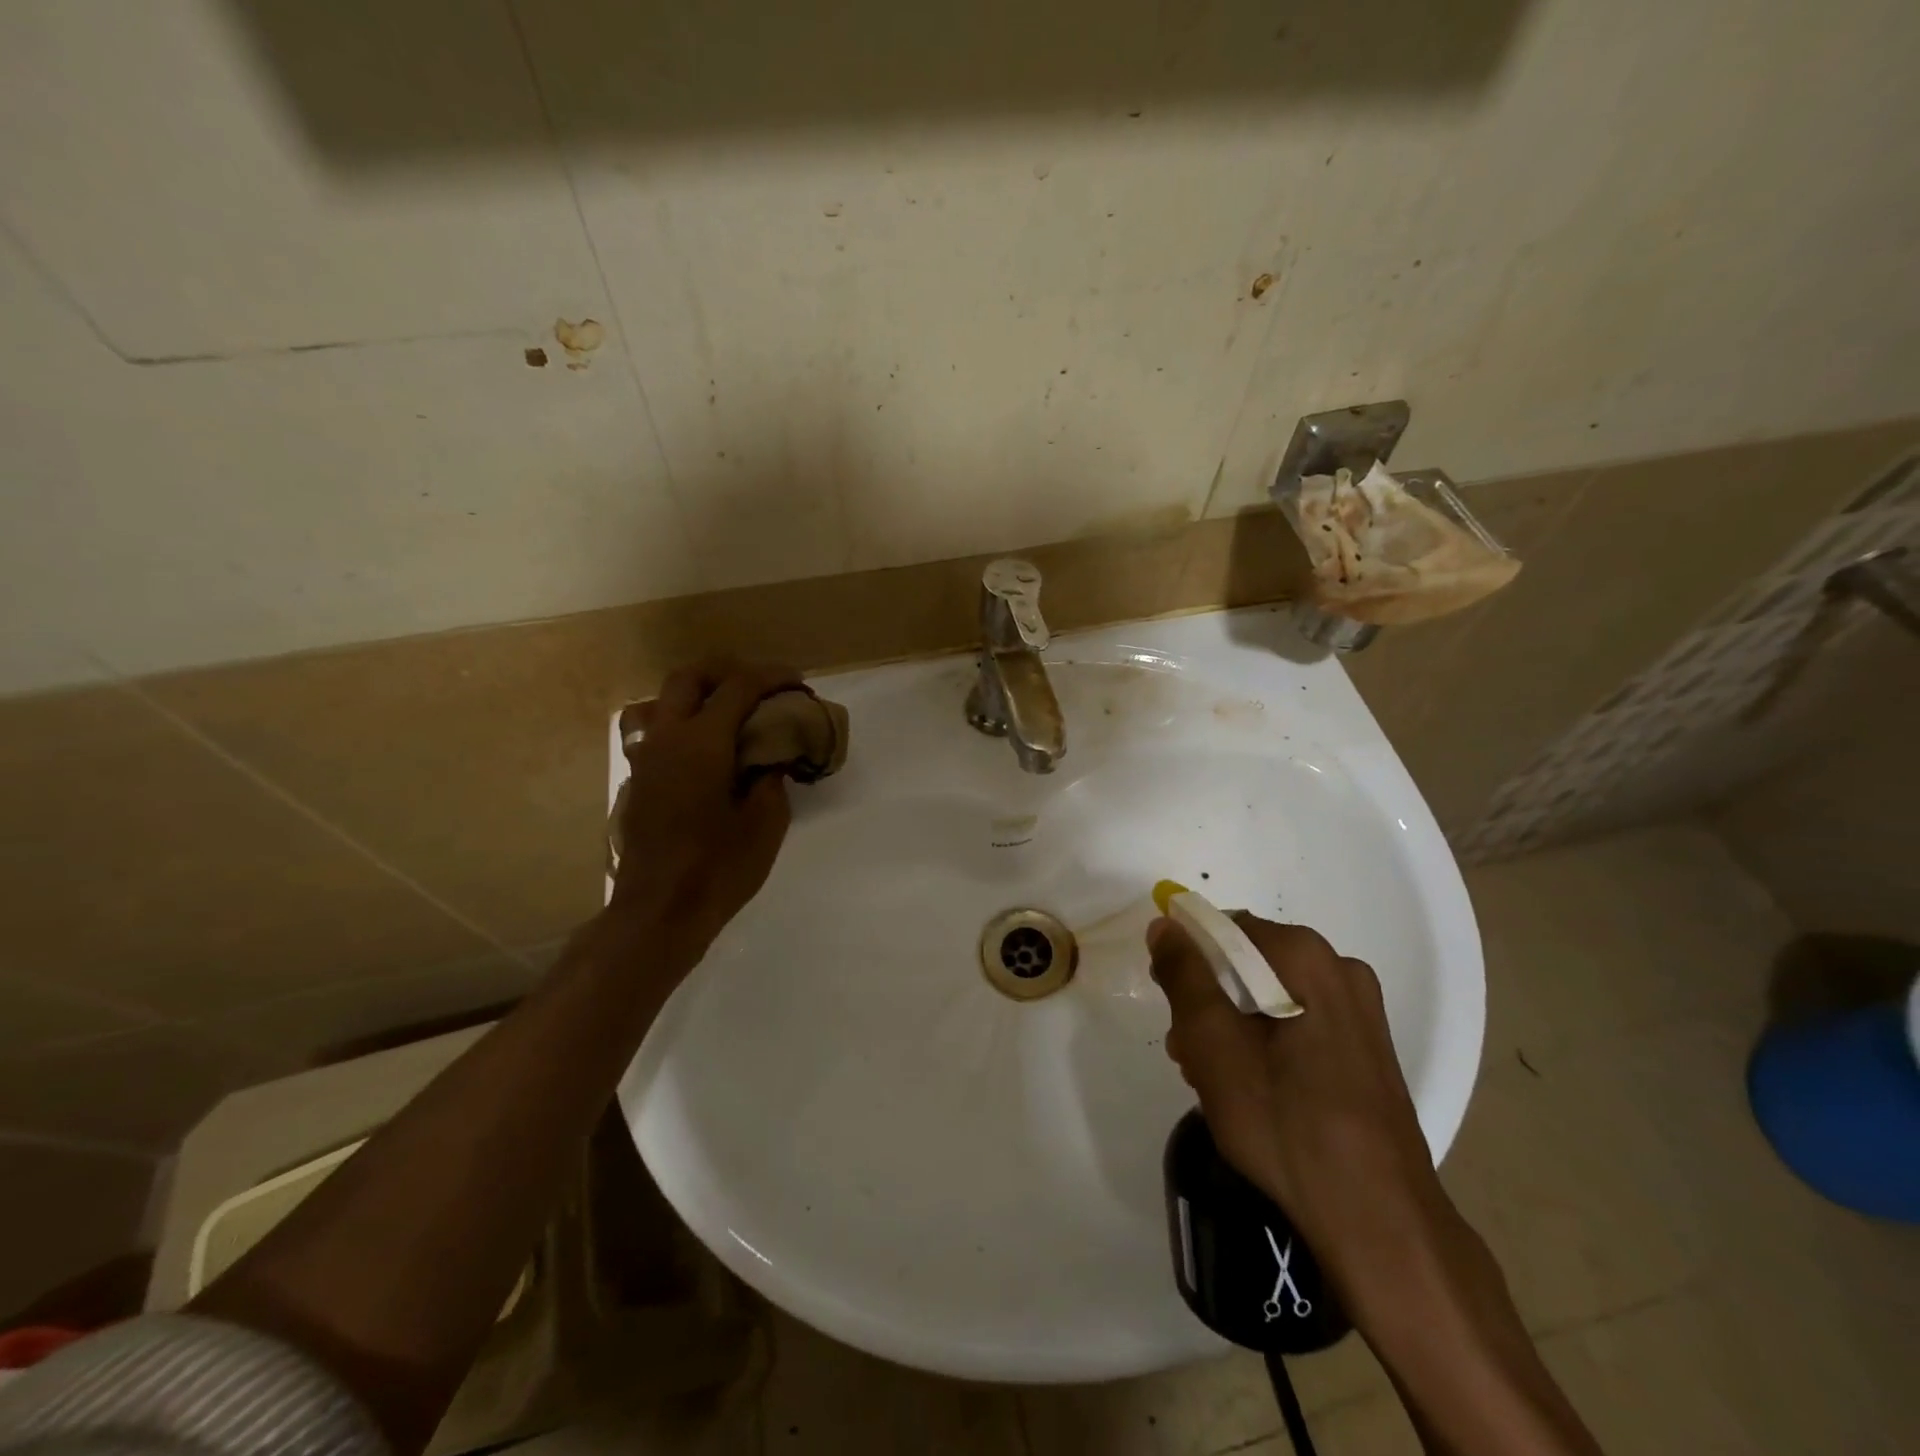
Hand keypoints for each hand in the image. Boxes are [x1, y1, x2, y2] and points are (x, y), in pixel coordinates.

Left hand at [608, 659, 800, 972]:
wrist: (659, 911)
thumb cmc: (719, 867)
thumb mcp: (766, 823)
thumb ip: (772, 778)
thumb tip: (769, 759)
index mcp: (702, 742)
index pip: (738, 687)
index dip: (772, 676)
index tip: (797, 682)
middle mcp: (667, 738)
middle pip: (689, 677)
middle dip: (727, 671)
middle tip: (760, 687)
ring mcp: (644, 758)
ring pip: (660, 700)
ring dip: (695, 694)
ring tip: (724, 712)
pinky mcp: (637, 780)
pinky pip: (652, 731)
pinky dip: (680, 724)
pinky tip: (703, 751)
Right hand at [1147, 914, 1446, 1274]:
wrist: (1378, 1220)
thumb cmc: (1286, 1123)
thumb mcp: (1213, 1044)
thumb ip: (1184, 976)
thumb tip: (1166, 925)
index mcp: (1306, 957)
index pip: (1224, 930)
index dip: (1187, 962)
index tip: (1171, 1006)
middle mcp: (1340, 969)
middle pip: (1248, 963)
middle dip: (1209, 1001)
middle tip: (1189, 1052)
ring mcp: (1360, 1011)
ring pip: (1270, 996)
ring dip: (1233, 1025)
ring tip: (1215, 1078)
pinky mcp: (1366, 1048)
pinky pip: (1298, 1022)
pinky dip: (1266, 1042)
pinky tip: (1253, 1089)